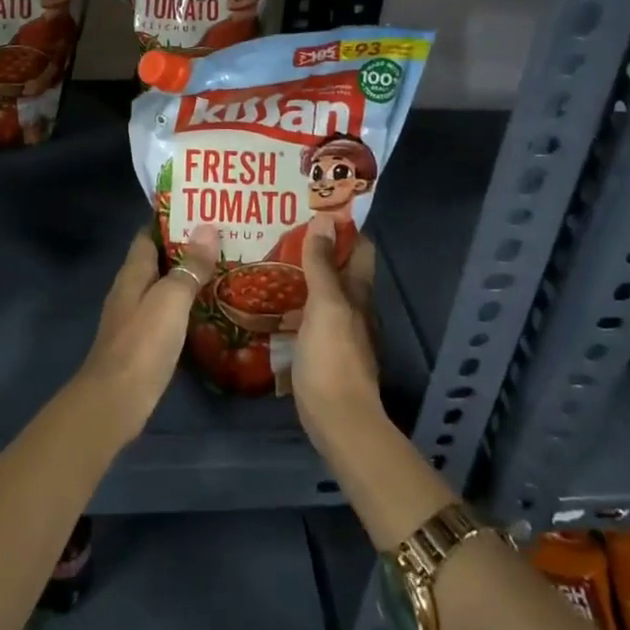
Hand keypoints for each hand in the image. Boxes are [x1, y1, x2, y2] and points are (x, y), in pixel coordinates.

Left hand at [72, 226, 218, 446]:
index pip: (149, 234)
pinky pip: (168, 313)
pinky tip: (211, 310)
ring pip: (165, 287)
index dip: (171, 219)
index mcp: (133, 272)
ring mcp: (136, 317)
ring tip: (225, 268)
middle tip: (225, 238)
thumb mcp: (171, 299)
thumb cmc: (142, 344)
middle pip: (159, 259)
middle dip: (187, 247)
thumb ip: (190, 266)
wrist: (115, 402)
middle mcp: (131, 289)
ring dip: (189, 277)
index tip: (201, 208)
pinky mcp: (144, 343)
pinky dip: (187, 306)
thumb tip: (208, 227)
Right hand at [291, 218, 381, 454]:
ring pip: (324, 291)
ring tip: (269, 259)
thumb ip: (322, 265)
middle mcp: (354, 307)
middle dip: (317, 247)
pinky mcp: (324, 351)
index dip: (342, 226)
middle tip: (280, 231)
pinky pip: (310, 315)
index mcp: (358, 291)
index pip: (359, 247)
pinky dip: (296, 302)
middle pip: (340, 267)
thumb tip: (324, 220)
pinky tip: (272, 302)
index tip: (312, 208)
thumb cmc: (333, 357)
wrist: (339, 420)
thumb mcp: (325, 305)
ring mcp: (340, 331)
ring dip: (303, 274)